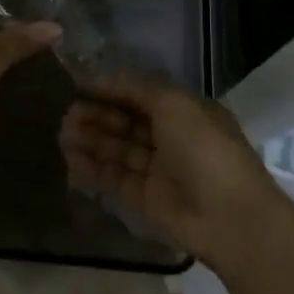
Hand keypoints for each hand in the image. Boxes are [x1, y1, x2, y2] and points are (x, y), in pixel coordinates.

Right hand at [60, 74, 288, 270]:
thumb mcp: (174, 104)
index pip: (140, 96)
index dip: (111, 90)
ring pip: (118, 150)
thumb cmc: (204, 148)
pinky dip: (93, 169)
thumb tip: (103, 77)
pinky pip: (115, 179)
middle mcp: (171, 138)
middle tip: (68, 113)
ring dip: (91, 140)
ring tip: (64, 134)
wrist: (229, 216)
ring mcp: (158, 170)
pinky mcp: (145, 199)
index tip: (79, 86)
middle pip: (126, 122)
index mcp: (185, 112)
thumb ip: (136, 89)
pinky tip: (71, 159)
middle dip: (98, 116)